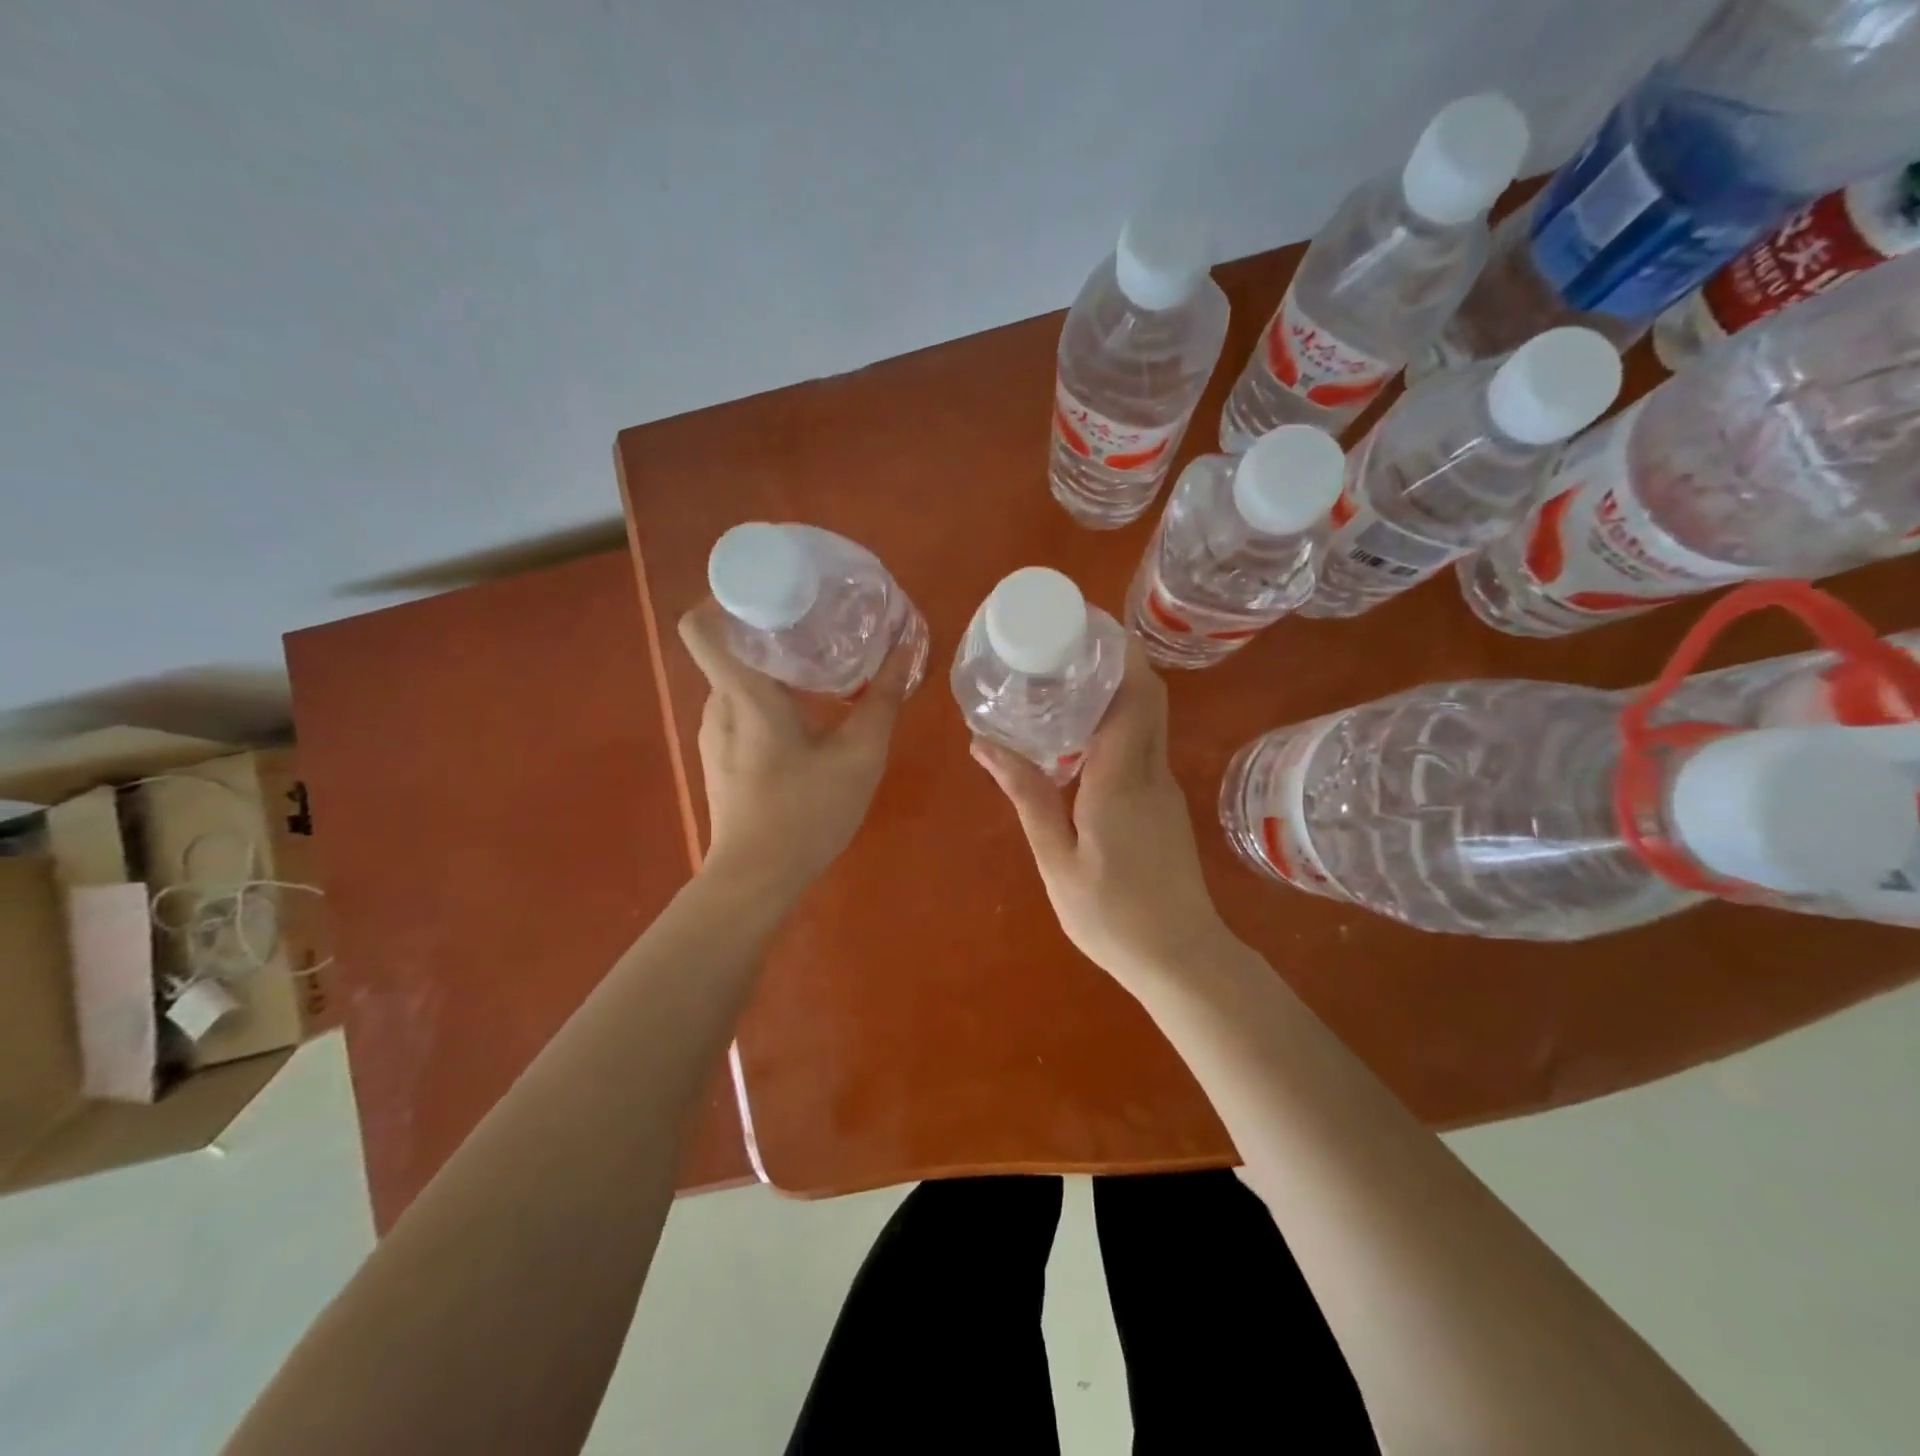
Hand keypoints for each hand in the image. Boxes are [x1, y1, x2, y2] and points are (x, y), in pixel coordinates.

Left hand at [678, 602, 911, 898]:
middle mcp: (717, 706)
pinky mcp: (721, 760)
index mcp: (743, 693)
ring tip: (822, 669)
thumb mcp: (858, 756)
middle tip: (821, 626)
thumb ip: (881, 700)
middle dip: (772, 632)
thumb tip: (904, 651)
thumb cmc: (804, 813)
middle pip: (731, 648)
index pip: (701, 624)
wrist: (756, 881)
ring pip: (739, 682)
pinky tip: (808, 720)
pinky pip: (741, 711)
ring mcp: (714, 735)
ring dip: (775, 670)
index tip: (772, 591)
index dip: (724, 596)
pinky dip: (770, 701)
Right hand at [971, 639, 1232, 985]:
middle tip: (1065, 646)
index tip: (1085, 625)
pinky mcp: (1164, 803)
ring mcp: (1164, 787)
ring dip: (1116, 690)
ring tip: (1063, 682)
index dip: (1119, 652)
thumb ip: (1027, 796)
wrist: (1180, 958)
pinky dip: (1118, 723)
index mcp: (1122, 778)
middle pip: (1148, 695)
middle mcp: (1151, 771)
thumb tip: (985, 744)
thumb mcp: (1057, 858)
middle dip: (1117, 660)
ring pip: (1148, 719)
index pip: (1135, 694)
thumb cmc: (1112, 915)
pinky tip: (1079, 737)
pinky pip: (1144, 744)